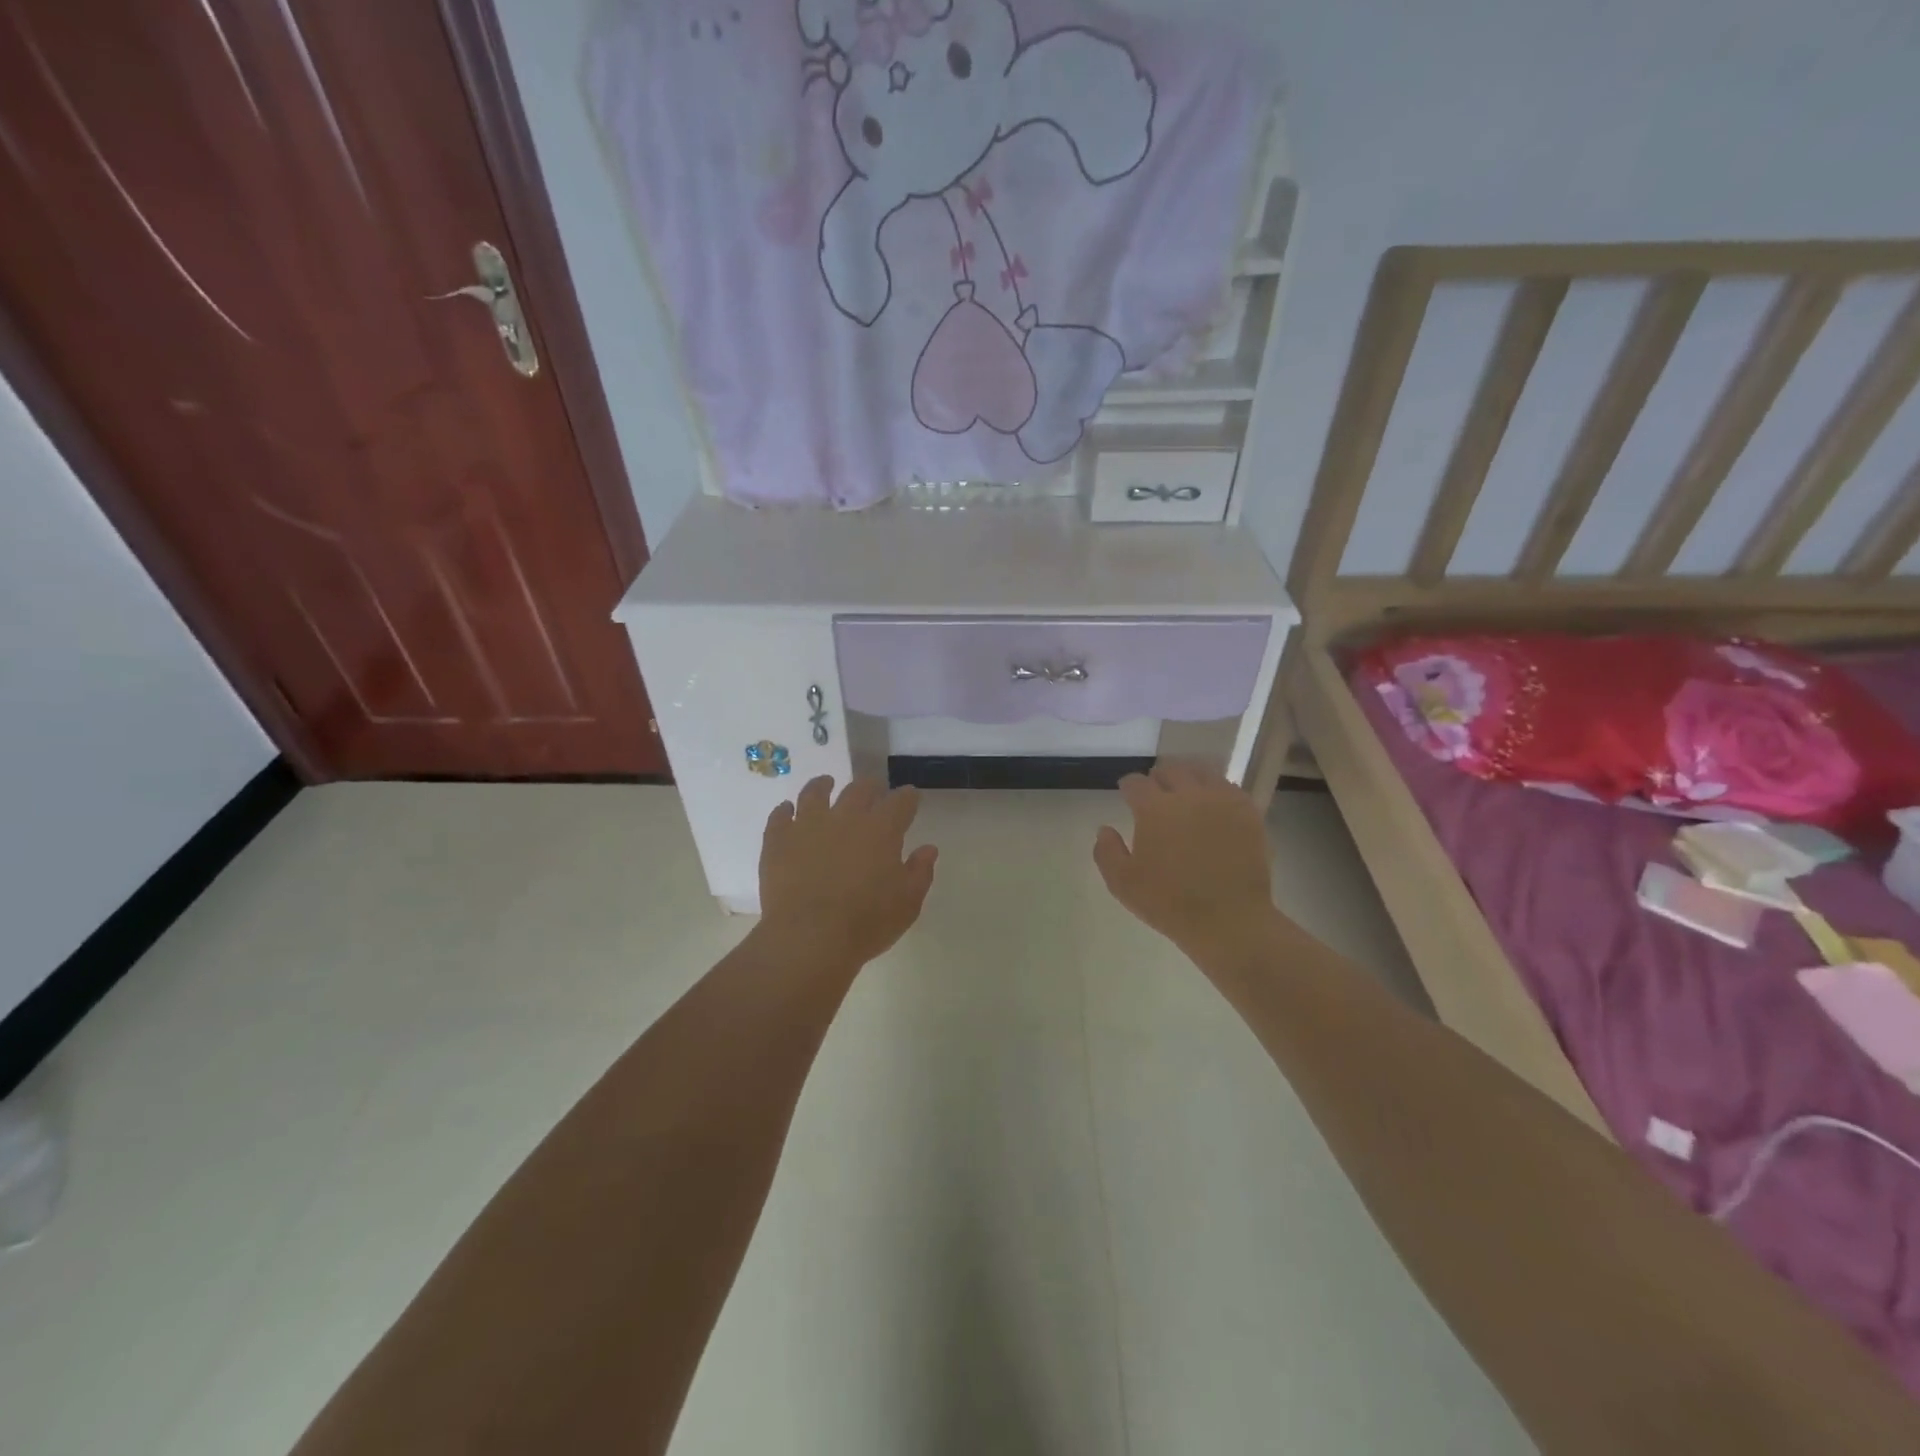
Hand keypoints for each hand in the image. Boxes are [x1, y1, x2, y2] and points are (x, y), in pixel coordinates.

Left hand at [760, 777, 937, 967]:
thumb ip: (920, 872)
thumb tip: (928, 849)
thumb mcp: (907, 903)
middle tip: (873, 789)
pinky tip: (786, 811)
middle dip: (871, 787)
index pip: (900, 802)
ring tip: (826, 783)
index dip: (907, 797)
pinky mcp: (778, 839)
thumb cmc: (866, 923)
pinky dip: (785, 810)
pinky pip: (780, 815)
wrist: (809, 938)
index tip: (910, 797)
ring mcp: (808, 824)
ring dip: (823, 785)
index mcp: (882, 829)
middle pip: (860, 789)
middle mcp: (846, 816)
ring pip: (815, 792)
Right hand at [1094, 763, 1278, 960]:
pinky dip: (1216, 789)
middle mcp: (1188, 795)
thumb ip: (1107, 852)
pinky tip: (1213, 802)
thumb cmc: (1169, 903)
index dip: (1128, 785)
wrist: (1229, 919)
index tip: (1127, 792)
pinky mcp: (1247, 812)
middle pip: (1170, 769)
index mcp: (1154, 808)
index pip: (1136, 783)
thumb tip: (1104, 829)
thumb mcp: (1123, 884)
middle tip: (1156, 790)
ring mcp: (1221, 800)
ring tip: (1185, 790)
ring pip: (1202, 771)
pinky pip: (1229, 787)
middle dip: (1158, 777)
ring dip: (1188, 776)